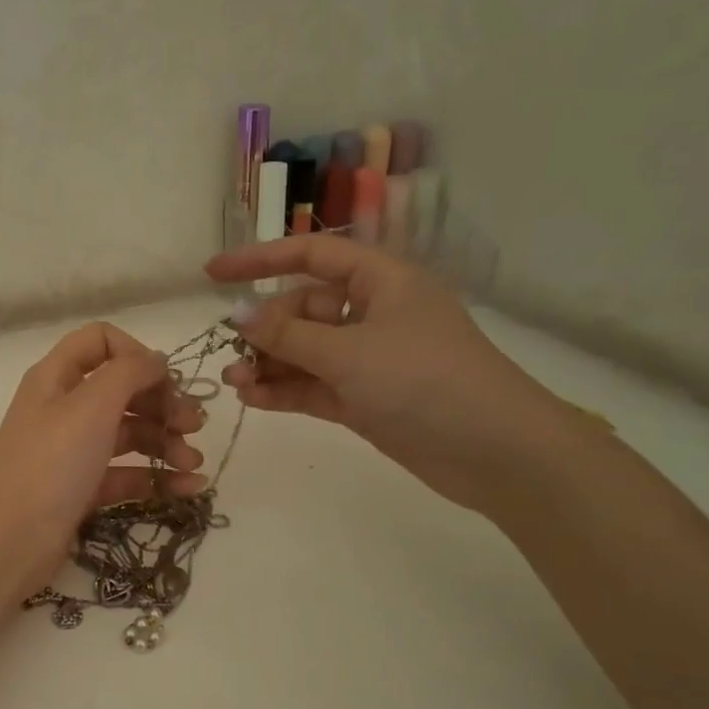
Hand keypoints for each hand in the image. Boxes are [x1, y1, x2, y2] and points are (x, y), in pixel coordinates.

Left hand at [0, 322, 207, 595]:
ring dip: (166, 443)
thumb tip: (156, 360)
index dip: (137, 354)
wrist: (12, 542)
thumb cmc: (52, 464)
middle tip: (195, 425)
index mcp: (56, 378)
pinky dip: (157, 477)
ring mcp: (72, 450)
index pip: (100, 341)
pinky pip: (126, 473)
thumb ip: (129, 372)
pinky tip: (189, 488)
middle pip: (122, 390)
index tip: (165, 382)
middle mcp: (63, 408)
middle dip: (162, 404)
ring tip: (194, 464)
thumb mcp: (91, 406)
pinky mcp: (82, 488)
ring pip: (128, 433)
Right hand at [206, 237, 579, 513]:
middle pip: (303, 310)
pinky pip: (315, 385)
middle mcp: (373, 314)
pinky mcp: (366, 399)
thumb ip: (288, 336)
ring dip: (270, 364)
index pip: (311, 256)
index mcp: (381, 282)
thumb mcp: (350, 352)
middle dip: (265, 330)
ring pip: (306, 352)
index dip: (259, 260)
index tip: (212, 275)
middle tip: (233, 355)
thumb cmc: (426, 381)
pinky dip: (286, 390)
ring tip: (235, 383)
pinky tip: (254, 399)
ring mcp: (369, 359)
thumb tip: (237, 316)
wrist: (496, 452)